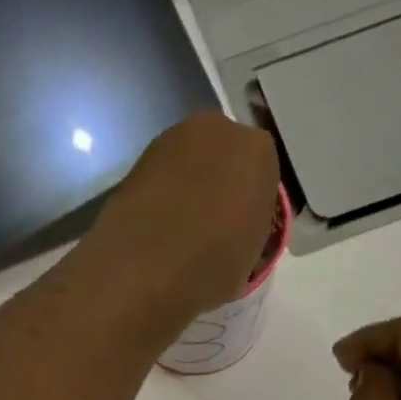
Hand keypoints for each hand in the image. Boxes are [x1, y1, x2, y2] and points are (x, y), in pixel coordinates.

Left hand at [80, 111, 280, 322]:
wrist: (143, 268)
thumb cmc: (211, 266)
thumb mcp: (250, 259)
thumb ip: (250, 231)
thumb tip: (238, 233)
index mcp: (259, 152)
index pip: (263, 177)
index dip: (252, 208)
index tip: (241, 235)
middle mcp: (218, 130)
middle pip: (225, 160)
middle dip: (220, 188)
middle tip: (211, 230)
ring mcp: (172, 139)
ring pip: (191, 166)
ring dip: (188, 190)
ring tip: (180, 233)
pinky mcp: (137, 159)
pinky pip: (161, 179)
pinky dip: (161, 197)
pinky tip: (156, 229)